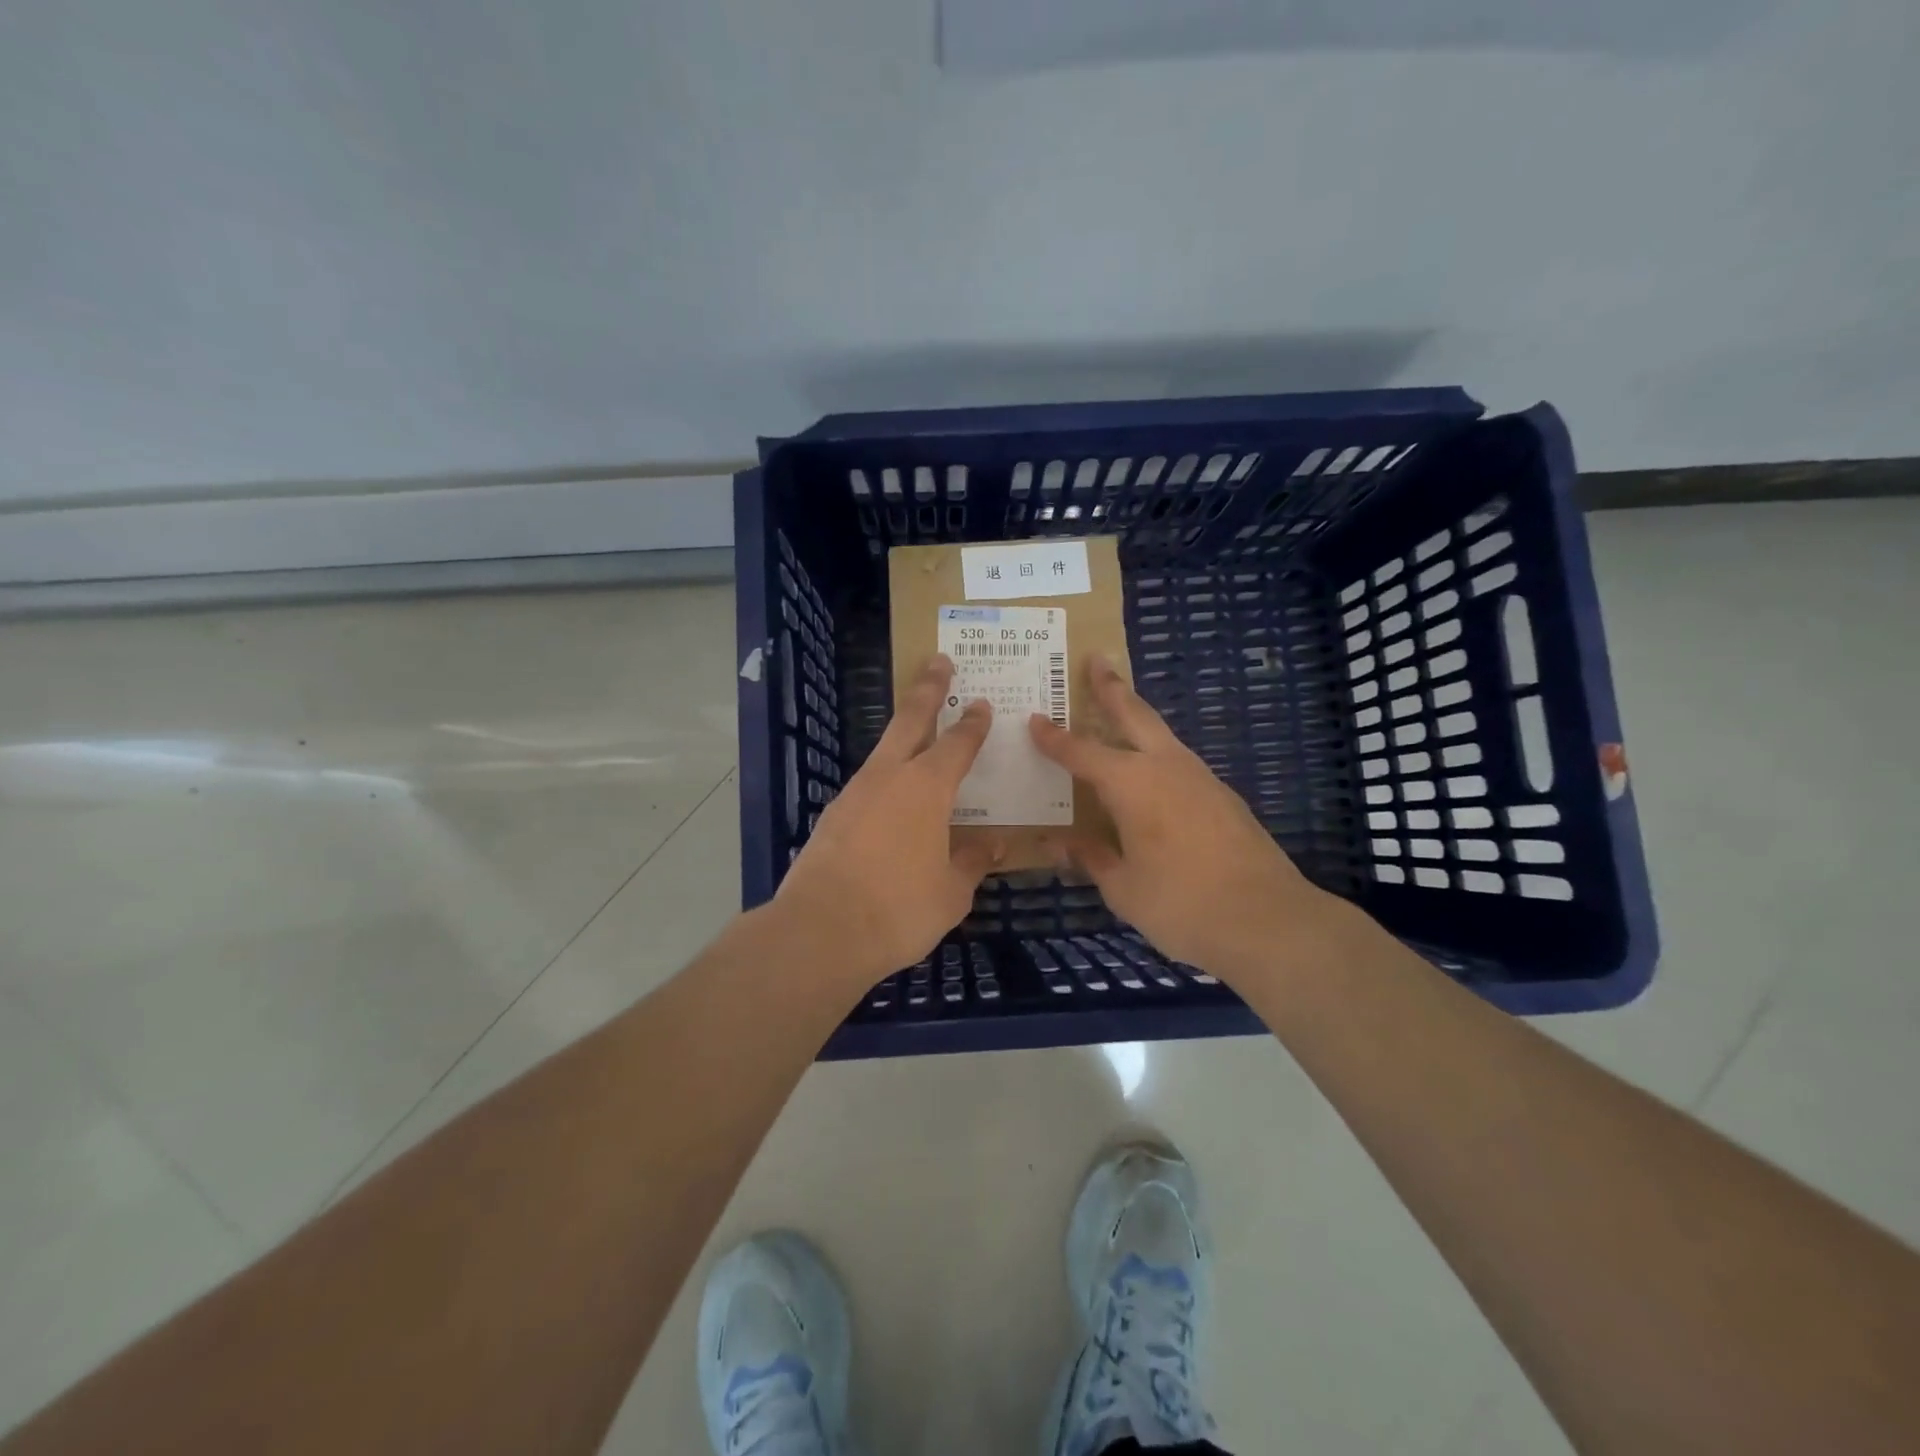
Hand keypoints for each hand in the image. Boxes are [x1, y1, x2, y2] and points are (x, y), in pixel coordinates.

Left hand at [773, 656, 1000, 989]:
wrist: (821, 930)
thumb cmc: (899, 908)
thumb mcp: (951, 892)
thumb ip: (972, 862)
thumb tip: (993, 845)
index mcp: (927, 788)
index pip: (957, 744)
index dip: (972, 724)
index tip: (981, 704)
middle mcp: (889, 777)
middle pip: (910, 720)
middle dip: (927, 688)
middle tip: (938, 660)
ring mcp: (854, 793)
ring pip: (883, 750)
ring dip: (902, 734)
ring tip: (917, 733)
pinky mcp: (832, 816)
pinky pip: (867, 786)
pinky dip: (884, 780)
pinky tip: (889, 800)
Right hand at [1028, 655, 1331, 977]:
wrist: (1268, 920)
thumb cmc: (1181, 904)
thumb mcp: (1123, 888)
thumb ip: (1091, 858)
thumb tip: (1058, 843)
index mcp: (1132, 784)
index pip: (1081, 752)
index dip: (1054, 738)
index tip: (1034, 719)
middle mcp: (1166, 768)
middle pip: (1134, 715)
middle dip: (1111, 687)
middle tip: (1098, 659)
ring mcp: (1201, 779)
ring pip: (1162, 736)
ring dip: (1138, 719)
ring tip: (1120, 711)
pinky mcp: (1224, 797)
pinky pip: (1180, 764)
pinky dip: (1158, 755)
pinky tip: (1153, 776)